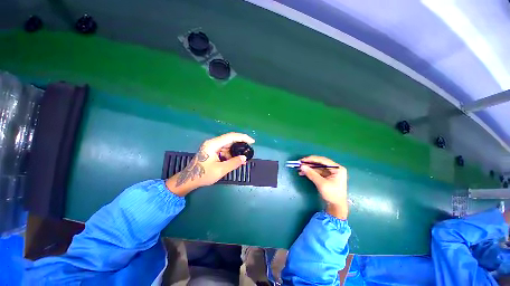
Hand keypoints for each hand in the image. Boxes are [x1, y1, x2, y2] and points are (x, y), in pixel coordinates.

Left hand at [166, 132, 254, 195]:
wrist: (188, 180)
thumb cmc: (203, 175)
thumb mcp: (220, 170)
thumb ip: (234, 163)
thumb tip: (244, 157)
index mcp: (213, 144)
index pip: (231, 136)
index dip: (243, 137)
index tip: (252, 142)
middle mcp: (213, 143)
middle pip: (230, 140)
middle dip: (240, 145)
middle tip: (249, 151)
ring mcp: (212, 147)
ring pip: (228, 146)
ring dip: (235, 152)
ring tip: (242, 159)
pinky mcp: (212, 151)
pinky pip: (224, 151)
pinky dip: (230, 155)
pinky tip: (235, 160)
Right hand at [298, 155, 348, 219]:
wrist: (337, 206)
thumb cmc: (332, 194)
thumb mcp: (322, 184)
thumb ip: (312, 174)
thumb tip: (302, 166)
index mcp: (337, 168)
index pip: (323, 160)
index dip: (312, 159)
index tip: (303, 160)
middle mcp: (334, 168)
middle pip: (319, 163)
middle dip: (309, 164)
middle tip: (299, 164)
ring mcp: (330, 172)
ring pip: (317, 167)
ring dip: (308, 168)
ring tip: (299, 169)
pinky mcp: (326, 176)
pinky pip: (317, 172)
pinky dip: (310, 172)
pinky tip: (303, 173)